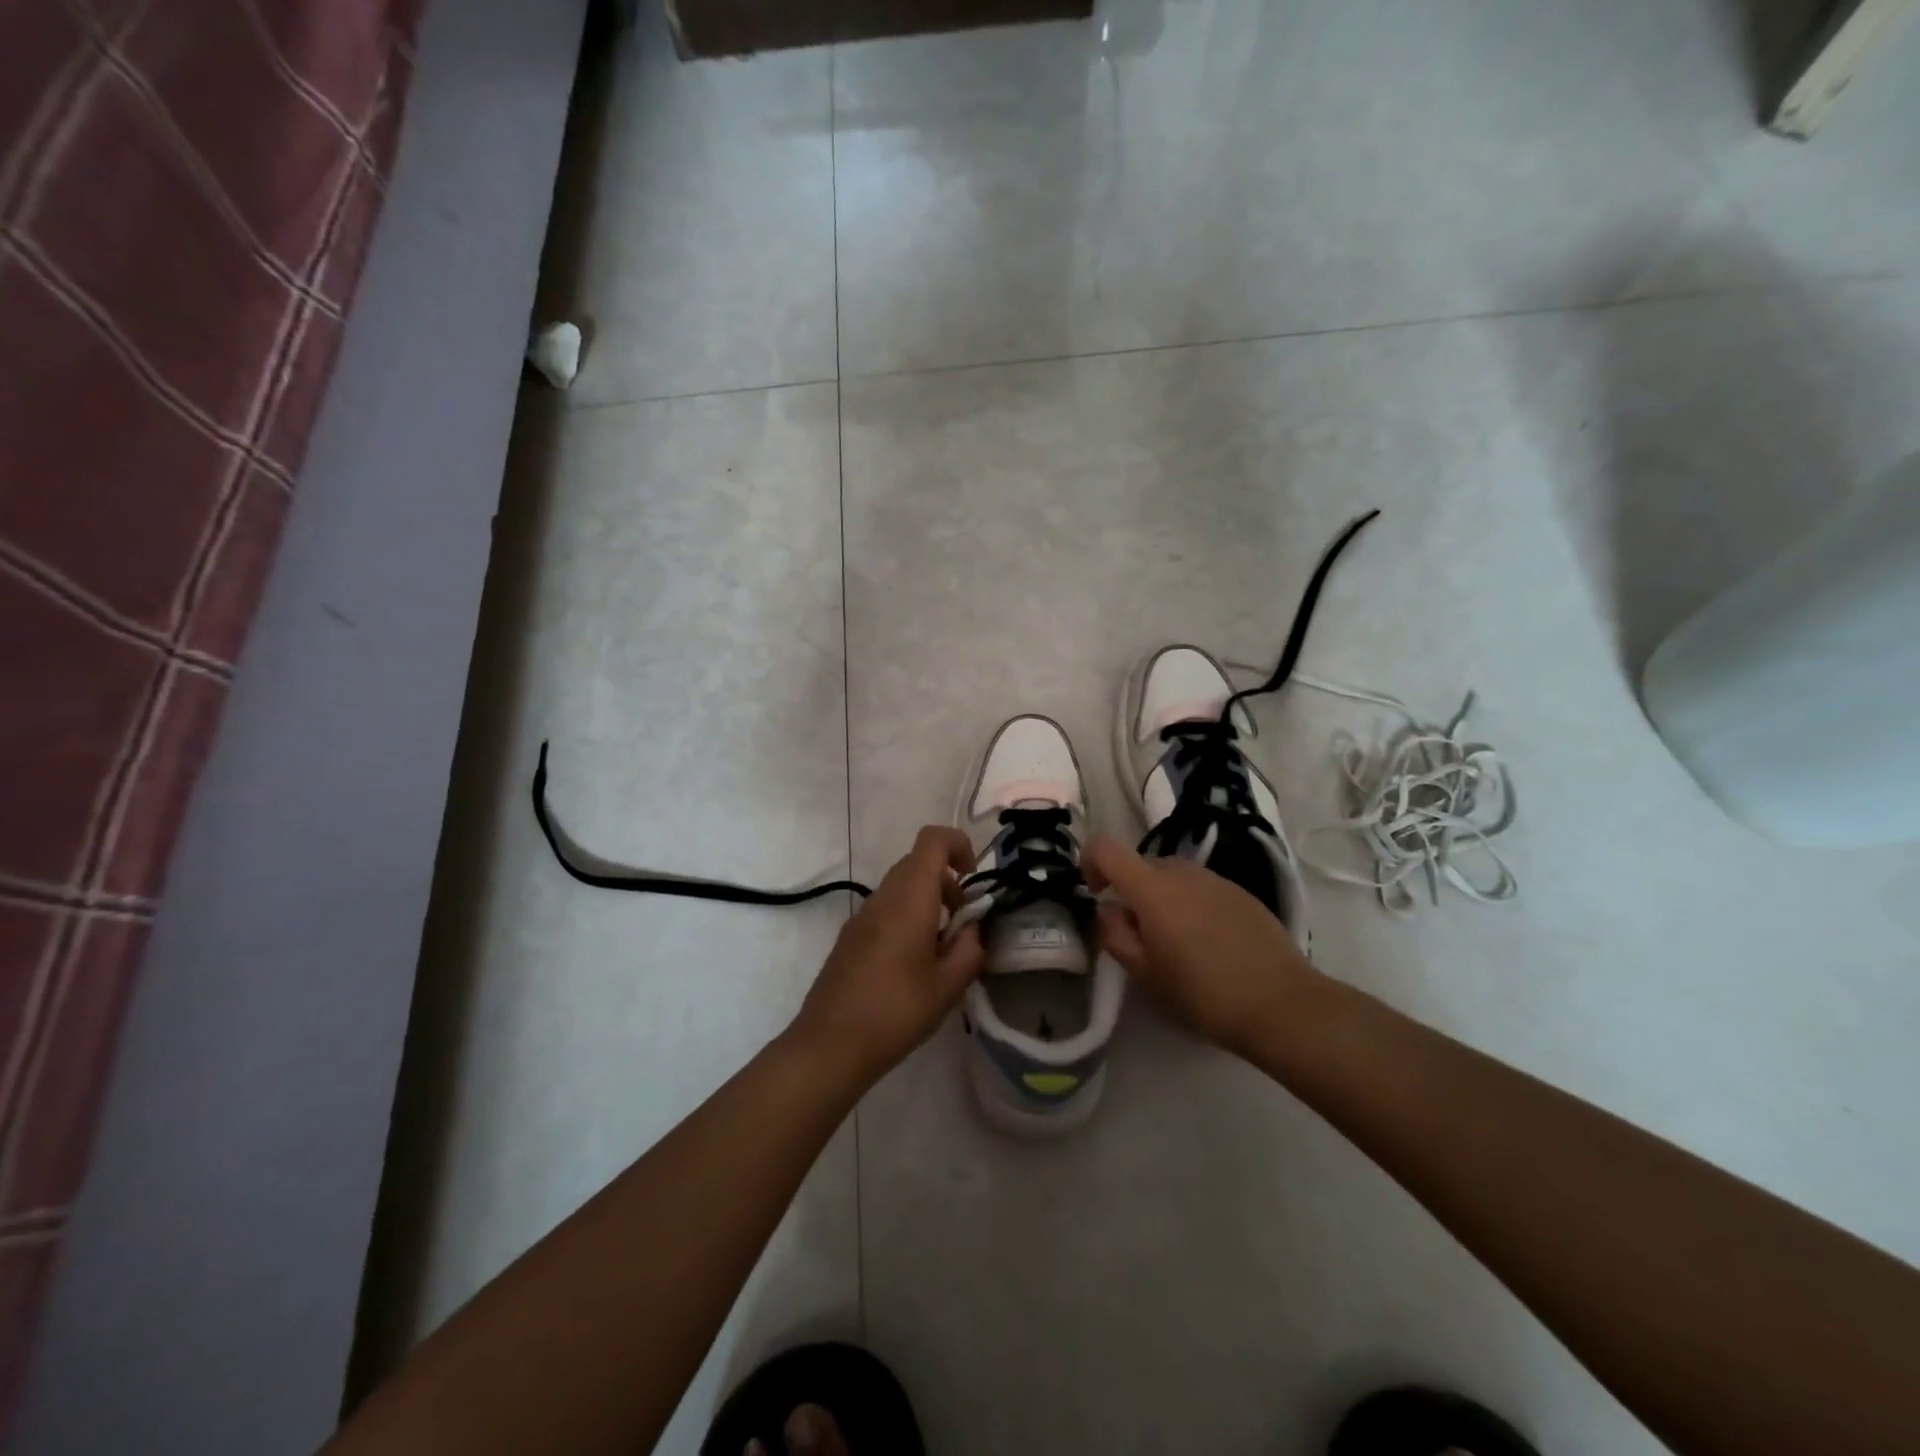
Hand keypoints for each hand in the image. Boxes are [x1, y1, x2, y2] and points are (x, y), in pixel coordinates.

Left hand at [789, 827, 984, 1087]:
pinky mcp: (850, 936)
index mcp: (910, 898)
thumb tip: (971, 928)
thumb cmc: (896, 1012)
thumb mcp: (948, 986)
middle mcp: (883, 897)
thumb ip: (969, 948)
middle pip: (918, 862)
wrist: (830, 1045)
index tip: (973, 878)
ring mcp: (862, 915)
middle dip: (948, 881)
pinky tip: (912, 964)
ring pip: (901, 887)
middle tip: (962, 922)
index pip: (933, 839)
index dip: (959, 845)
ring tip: (940, 949)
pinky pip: (885, 908)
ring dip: (927, 902)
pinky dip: (907, 918)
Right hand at [1083, 835, 1324, 1061]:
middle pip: (1142, 864)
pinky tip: (1209, 944)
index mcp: (1153, 889)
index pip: (1106, 848)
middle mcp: (1183, 872)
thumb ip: (1116, 935)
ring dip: (1162, 898)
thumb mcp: (1146, 975)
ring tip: (1176, 942)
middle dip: (1130, 891)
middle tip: (1139, 935)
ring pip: (1173, 876)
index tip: (1095, 893)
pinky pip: (1202, 888)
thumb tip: (1109, 910)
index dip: (1090, 861)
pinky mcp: (1242, 893)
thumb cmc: (1203, 994)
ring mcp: (1216, 880)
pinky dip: (1191, 904)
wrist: (1282, 1005)